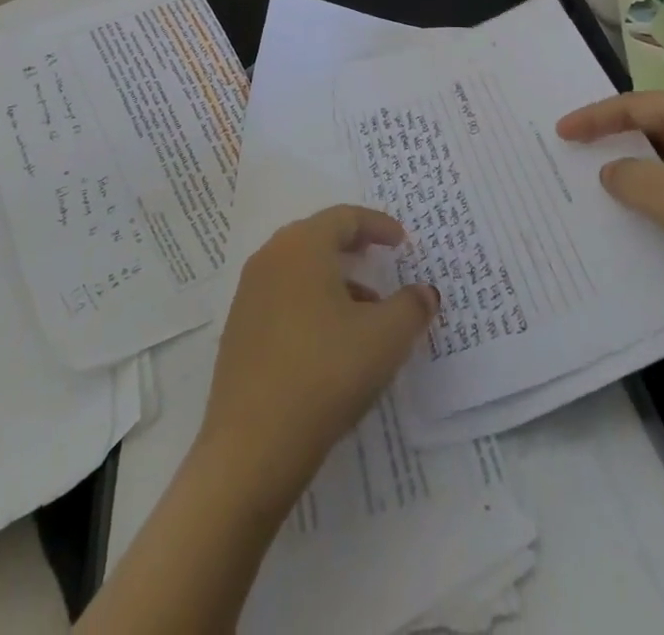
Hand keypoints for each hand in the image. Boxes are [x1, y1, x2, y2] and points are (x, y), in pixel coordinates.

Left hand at [197, 206, 438, 504]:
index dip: (378, 225)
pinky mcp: (239, 330)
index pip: (344, 218)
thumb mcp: (385, 339)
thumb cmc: (325, 373)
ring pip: (300, 271)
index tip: (402, 241)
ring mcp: (249, 294)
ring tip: (367, 312)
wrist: (252, 445)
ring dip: (336, 280)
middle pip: (318, 238)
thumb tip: (425, 292)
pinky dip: (313, 304)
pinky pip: (284, 299)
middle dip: (354, 248)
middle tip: (382, 260)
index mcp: (301, 246)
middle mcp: (270, 258)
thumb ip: (411, 307)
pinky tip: (333, 342)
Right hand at [556, 92, 663, 322]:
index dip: (595, 117)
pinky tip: (647, 217)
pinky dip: (662, 195)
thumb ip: (627, 176)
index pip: (636, 105)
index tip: (562, 132)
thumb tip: (613, 172)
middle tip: (581, 151)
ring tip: (606, 185)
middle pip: (656, 127)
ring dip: (639, 171)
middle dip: (617, 139)